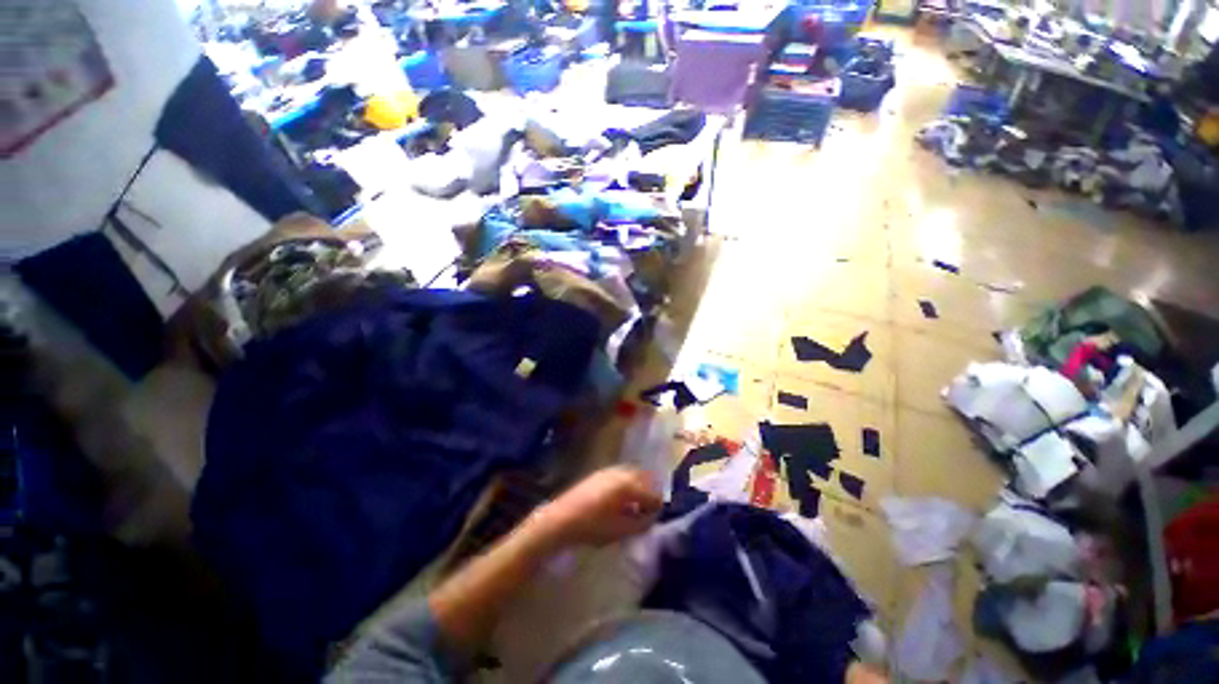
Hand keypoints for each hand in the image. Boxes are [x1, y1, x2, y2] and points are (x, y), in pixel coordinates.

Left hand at [532, 467, 662, 547]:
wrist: (561, 519)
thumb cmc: (592, 527)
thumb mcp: (620, 530)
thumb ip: (640, 524)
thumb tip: (651, 518)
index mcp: (628, 485)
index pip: (651, 493)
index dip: (657, 505)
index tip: (658, 515)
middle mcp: (620, 473)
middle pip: (643, 478)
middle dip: (648, 492)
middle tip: (648, 508)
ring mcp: (608, 471)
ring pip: (631, 474)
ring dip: (637, 486)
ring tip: (635, 504)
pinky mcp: (598, 474)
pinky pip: (619, 475)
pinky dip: (625, 484)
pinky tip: (620, 499)